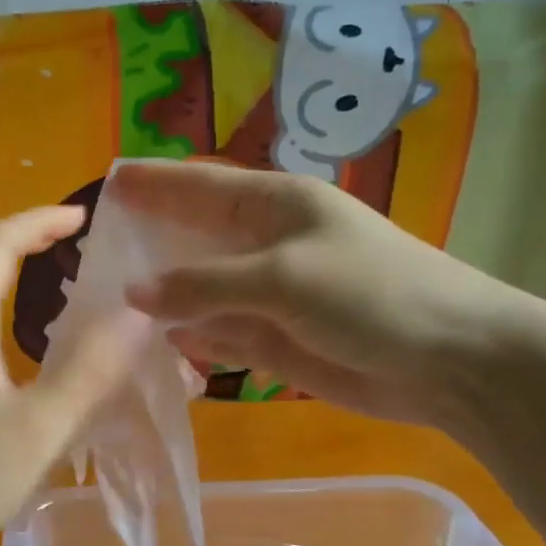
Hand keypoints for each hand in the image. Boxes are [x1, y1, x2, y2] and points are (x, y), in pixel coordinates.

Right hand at [107, 161, 536, 430]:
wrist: (451, 361)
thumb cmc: (372, 295)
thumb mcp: (282, 278)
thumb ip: (203, 284)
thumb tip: (132, 291)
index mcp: (274, 205)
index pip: (200, 185)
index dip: (153, 184)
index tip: (107, 184)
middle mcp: (267, 244)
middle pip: (194, 238)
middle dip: (148, 242)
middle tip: (94, 252)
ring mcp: (270, 295)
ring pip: (202, 291)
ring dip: (164, 297)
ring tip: (108, 303)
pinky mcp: (276, 340)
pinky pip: (220, 334)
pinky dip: (193, 339)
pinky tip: (162, 345)